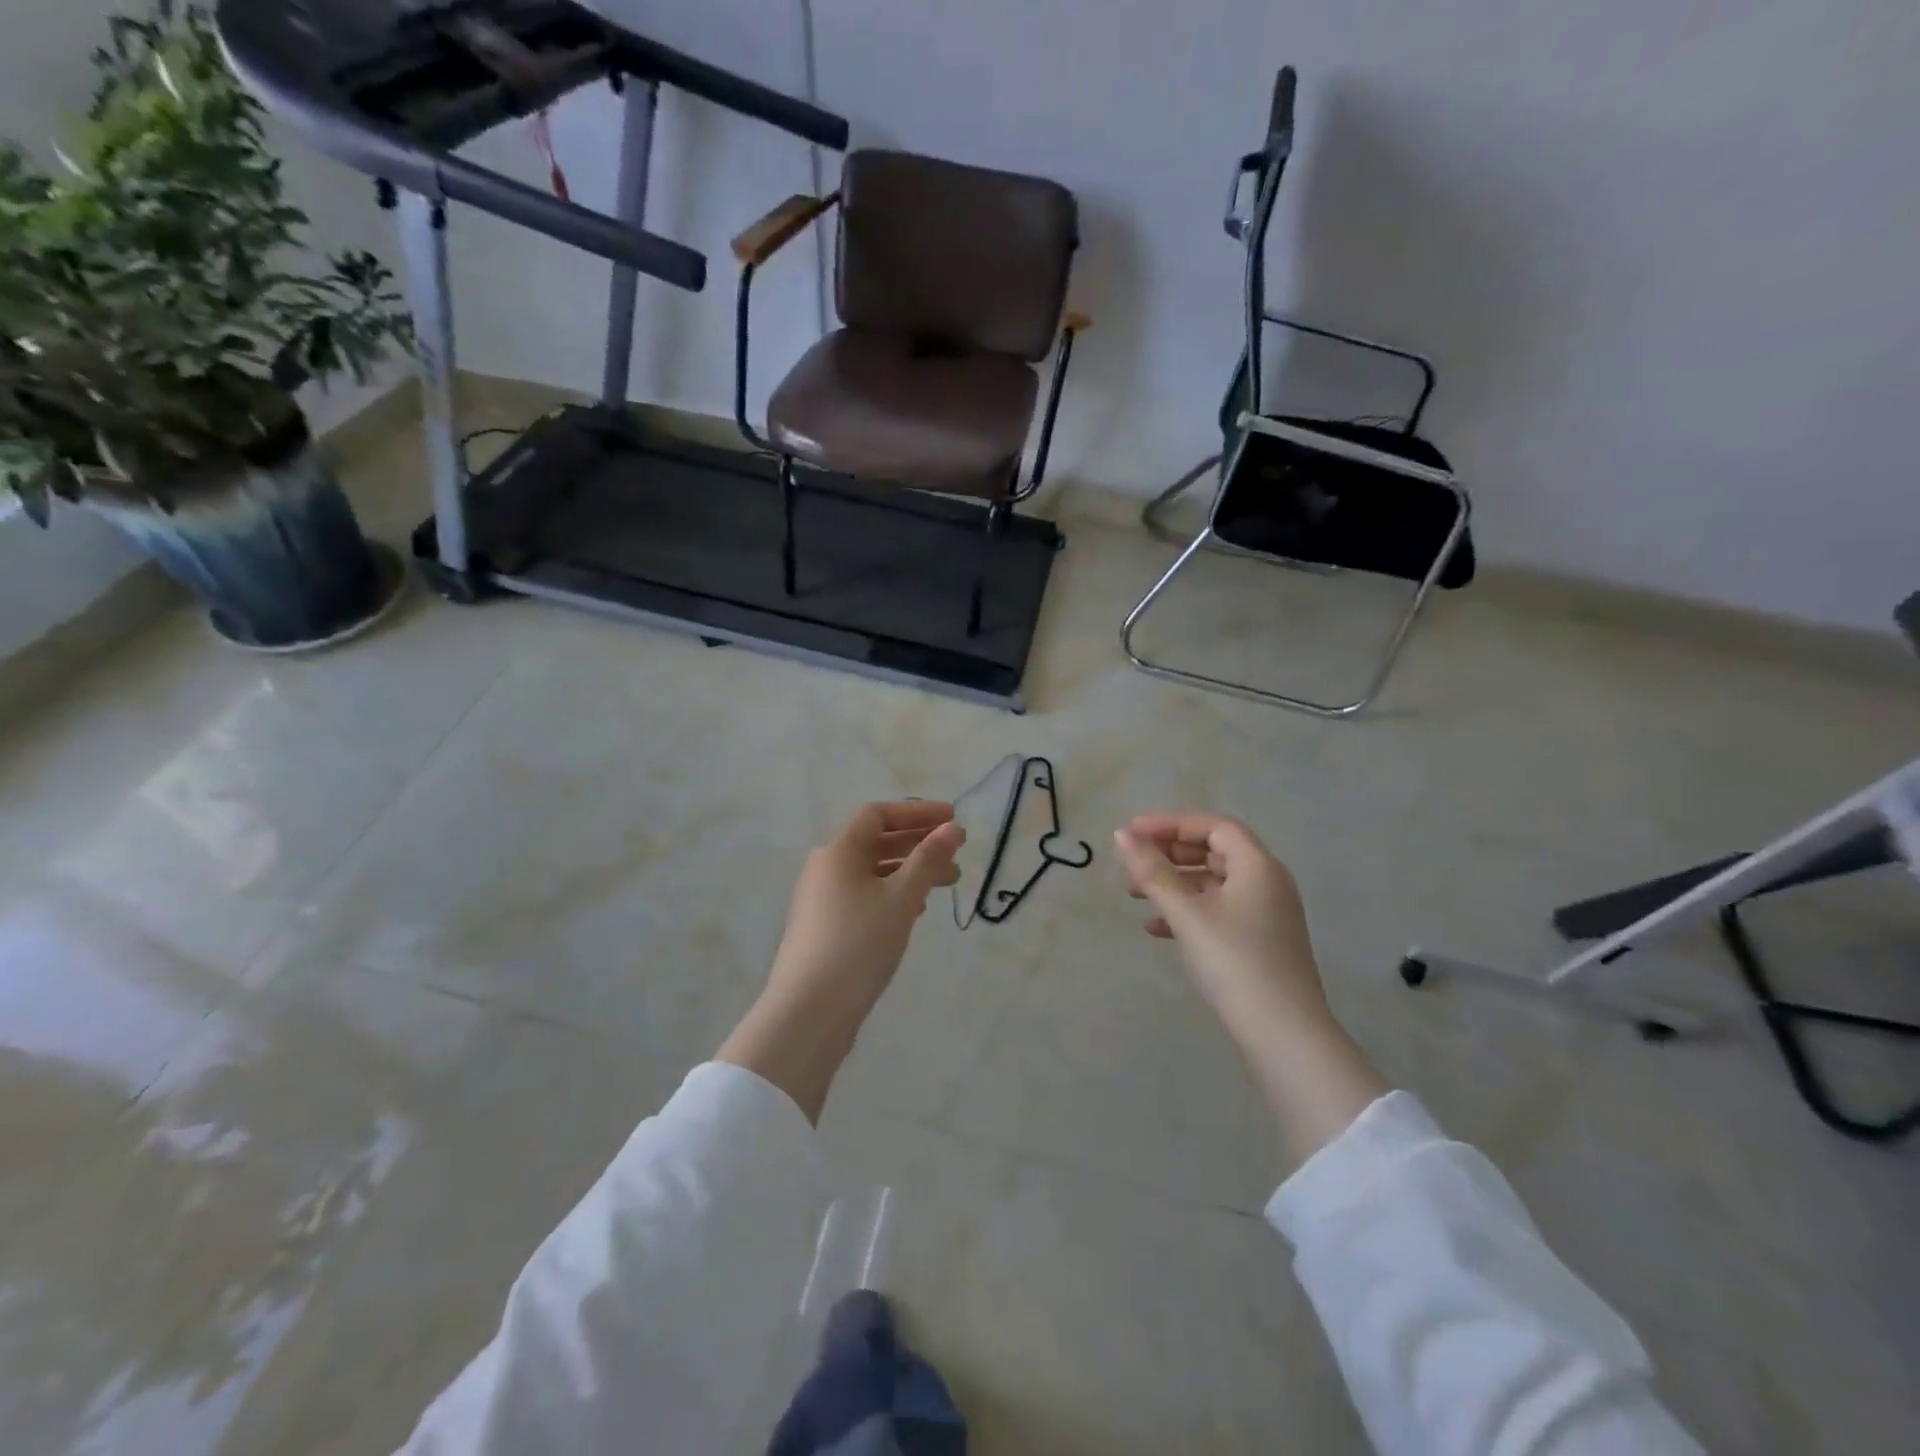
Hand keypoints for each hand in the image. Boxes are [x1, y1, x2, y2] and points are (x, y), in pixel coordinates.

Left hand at [718, 802, 964, 1121]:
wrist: (809, 1011)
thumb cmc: (859, 943)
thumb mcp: (901, 898)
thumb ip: (928, 859)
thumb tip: (952, 828)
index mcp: (839, 851)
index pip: (878, 814)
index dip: (917, 813)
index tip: (952, 819)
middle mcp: (826, 867)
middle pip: (876, 842)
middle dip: (919, 844)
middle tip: (956, 856)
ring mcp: (822, 899)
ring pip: (872, 872)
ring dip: (910, 872)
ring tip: (946, 885)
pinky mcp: (824, 927)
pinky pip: (864, 895)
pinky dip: (892, 894)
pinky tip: (915, 911)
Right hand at [1113, 813, 1325, 1034]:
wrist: (1283, 1034)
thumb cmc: (1234, 961)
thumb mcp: (1186, 913)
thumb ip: (1152, 871)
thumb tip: (1122, 836)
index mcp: (1258, 866)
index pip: (1213, 827)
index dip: (1170, 824)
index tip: (1132, 833)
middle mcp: (1267, 883)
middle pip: (1213, 852)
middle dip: (1168, 855)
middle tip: (1131, 864)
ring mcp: (1266, 915)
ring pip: (1212, 883)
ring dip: (1173, 884)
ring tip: (1135, 896)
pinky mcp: (1260, 942)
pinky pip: (1218, 911)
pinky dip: (1187, 911)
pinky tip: (1156, 929)